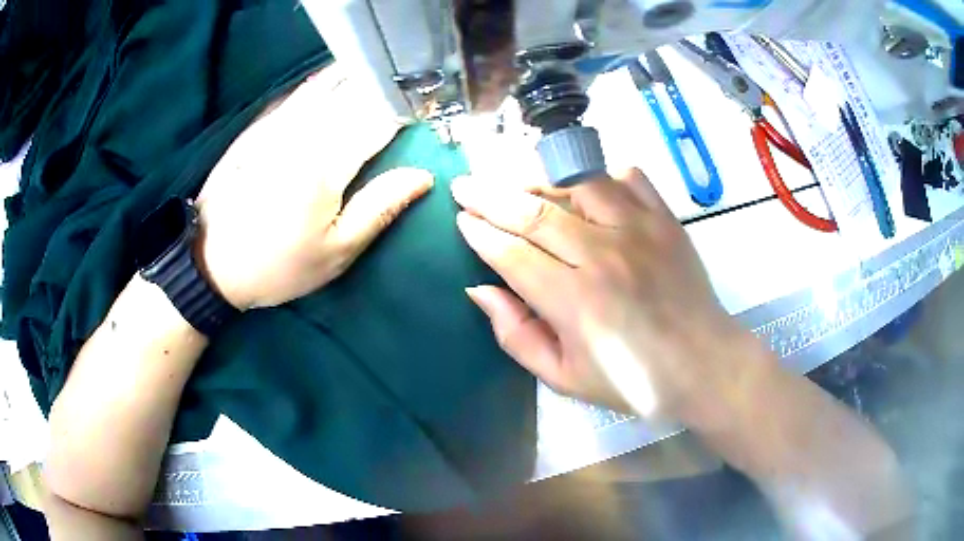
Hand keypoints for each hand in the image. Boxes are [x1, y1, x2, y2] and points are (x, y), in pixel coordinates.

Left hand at [195, 66, 432, 309]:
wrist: (212, 263)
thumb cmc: (279, 265)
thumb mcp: (336, 251)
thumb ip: (380, 207)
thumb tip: (422, 176)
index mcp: (328, 164)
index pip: (380, 121)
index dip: (409, 110)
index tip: (429, 106)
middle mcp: (304, 132)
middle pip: (354, 94)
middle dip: (385, 85)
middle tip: (408, 82)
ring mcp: (278, 125)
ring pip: (326, 85)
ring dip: (356, 74)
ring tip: (380, 70)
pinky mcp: (260, 128)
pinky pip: (298, 93)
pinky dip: (321, 82)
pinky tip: (334, 78)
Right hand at [452, 169, 748, 417]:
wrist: (703, 365)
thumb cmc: (632, 381)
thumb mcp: (564, 378)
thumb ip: (517, 335)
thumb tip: (480, 289)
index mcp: (575, 302)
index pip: (511, 253)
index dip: (480, 233)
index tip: (461, 218)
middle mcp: (603, 255)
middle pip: (534, 211)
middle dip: (490, 195)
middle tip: (465, 185)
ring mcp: (639, 230)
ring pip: (577, 182)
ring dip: (539, 178)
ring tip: (518, 183)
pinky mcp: (665, 219)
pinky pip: (627, 177)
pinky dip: (600, 175)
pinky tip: (585, 186)